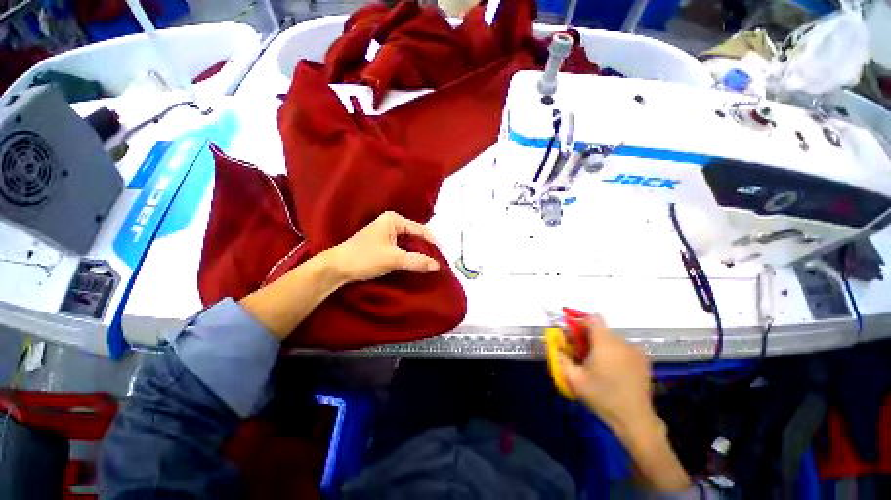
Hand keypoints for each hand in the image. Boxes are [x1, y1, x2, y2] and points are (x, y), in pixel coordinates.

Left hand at [329, 211, 440, 283]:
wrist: (338, 268)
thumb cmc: (364, 258)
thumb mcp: (393, 259)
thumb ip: (417, 261)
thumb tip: (437, 266)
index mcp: (394, 220)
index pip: (420, 229)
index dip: (433, 243)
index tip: (442, 256)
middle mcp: (391, 223)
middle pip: (416, 236)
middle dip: (426, 248)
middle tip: (437, 261)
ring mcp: (387, 233)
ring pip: (409, 243)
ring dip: (418, 253)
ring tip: (429, 264)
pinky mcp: (383, 244)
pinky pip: (403, 248)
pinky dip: (410, 256)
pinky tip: (416, 264)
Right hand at [558, 316, 690, 491]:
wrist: (634, 419)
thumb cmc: (602, 397)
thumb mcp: (574, 379)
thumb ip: (562, 357)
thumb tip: (556, 345)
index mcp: (605, 343)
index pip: (592, 319)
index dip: (581, 323)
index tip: (575, 337)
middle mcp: (622, 341)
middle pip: (601, 329)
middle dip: (589, 337)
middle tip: (582, 355)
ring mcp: (635, 350)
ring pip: (612, 338)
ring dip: (603, 345)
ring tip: (599, 365)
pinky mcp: (644, 360)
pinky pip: (624, 347)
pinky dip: (616, 352)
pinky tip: (614, 370)